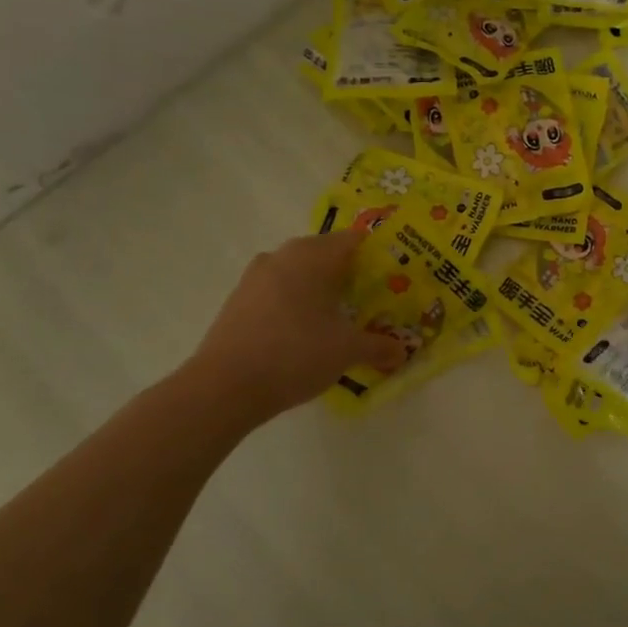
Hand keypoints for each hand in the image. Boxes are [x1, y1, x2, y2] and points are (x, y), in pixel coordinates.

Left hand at [186, 232, 405, 423]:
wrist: (225, 386)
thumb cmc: (296, 353)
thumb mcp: (347, 351)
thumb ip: (378, 347)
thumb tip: (402, 351)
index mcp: (313, 256)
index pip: (353, 240)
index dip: (375, 255)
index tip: (392, 276)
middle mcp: (283, 256)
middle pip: (324, 254)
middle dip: (348, 273)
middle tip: (370, 298)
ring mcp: (255, 276)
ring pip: (297, 272)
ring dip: (318, 288)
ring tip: (338, 316)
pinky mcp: (238, 300)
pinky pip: (277, 291)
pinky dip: (294, 303)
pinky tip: (304, 331)